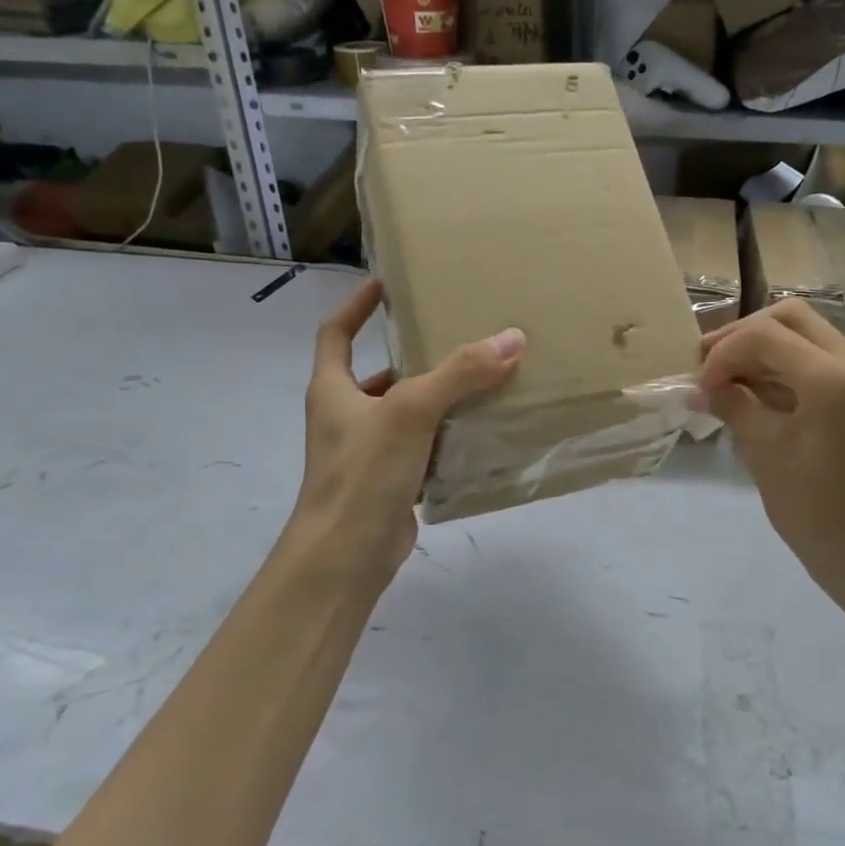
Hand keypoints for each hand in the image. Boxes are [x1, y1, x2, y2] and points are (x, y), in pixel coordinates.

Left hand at [287, 278, 523, 583]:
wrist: (345, 559)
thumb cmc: (363, 474)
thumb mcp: (411, 411)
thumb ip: (460, 373)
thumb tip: (511, 338)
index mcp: (333, 390)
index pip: (336, 334)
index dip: (356, 307)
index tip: (384, 285)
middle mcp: (345, 417)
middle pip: (379, 374)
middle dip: (414, 355)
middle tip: (456, 335)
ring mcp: (367, 453)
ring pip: (407, 413)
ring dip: (438, 398)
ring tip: (482, 379)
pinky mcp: (390, 483)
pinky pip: (423, 448)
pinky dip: (448, 437)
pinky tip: (481, 430)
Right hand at [699, 300, 844, 609]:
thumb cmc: (814, 510)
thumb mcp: (764, 452)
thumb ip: (732, 405)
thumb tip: (699, 386)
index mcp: (832, 378)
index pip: (764, 335)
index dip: (723, 353)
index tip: (700, 386)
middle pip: (790, 317)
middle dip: (744, 334)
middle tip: (710, 362)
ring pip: (807, 334)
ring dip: (764, 347)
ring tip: (727, 377)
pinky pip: (821, 359)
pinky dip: (785, 365)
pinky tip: (756, 390)